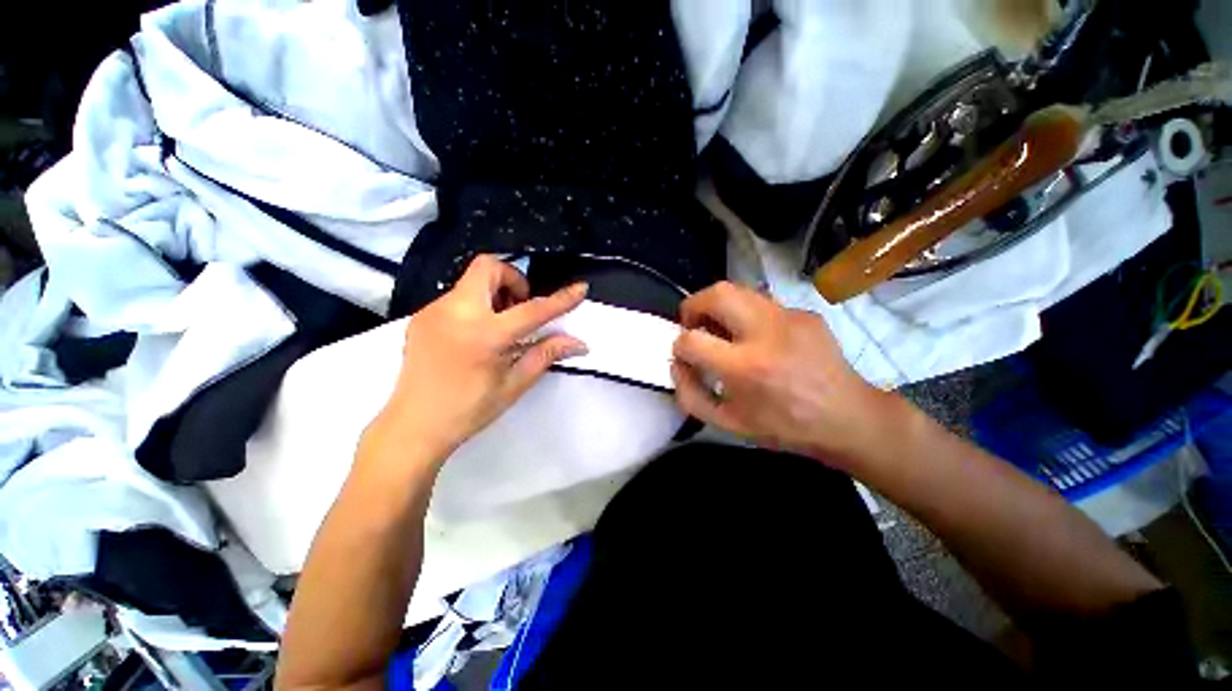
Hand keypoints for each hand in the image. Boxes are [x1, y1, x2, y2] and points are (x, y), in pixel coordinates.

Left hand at [366, 256, 587, 468]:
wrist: (413, 426)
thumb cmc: (469, 409)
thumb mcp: (514, 383)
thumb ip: (546, 354)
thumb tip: (578, 342)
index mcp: (485, 335)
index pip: (532, 309)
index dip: (560, 299)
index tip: (580, 289)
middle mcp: (456, 313)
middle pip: (488, 267)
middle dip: (513, 279)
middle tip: (520, 308)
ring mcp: (433, 311)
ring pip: (471, 281)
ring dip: (494, 293)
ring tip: (499, 325)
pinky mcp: (421, 316)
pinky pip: (456, 297)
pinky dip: (476, 305)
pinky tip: (476, 335)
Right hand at [670, 281, 893, 468]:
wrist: (848, 419)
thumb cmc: (783, 427)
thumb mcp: (727, 423)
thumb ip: (690, 395)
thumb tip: (677, 364)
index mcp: (746, 367)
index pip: (691, 340)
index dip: (679, 346)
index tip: (685, 356)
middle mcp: (767, 332)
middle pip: (715, 294)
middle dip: (693, 306)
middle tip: (694, 325)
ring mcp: (790, 317)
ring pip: (738, 289)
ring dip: (718, 306)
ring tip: (722, 329)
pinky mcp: (806, 312)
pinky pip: (762, 303)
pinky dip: (746, 315)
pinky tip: (758, 338)